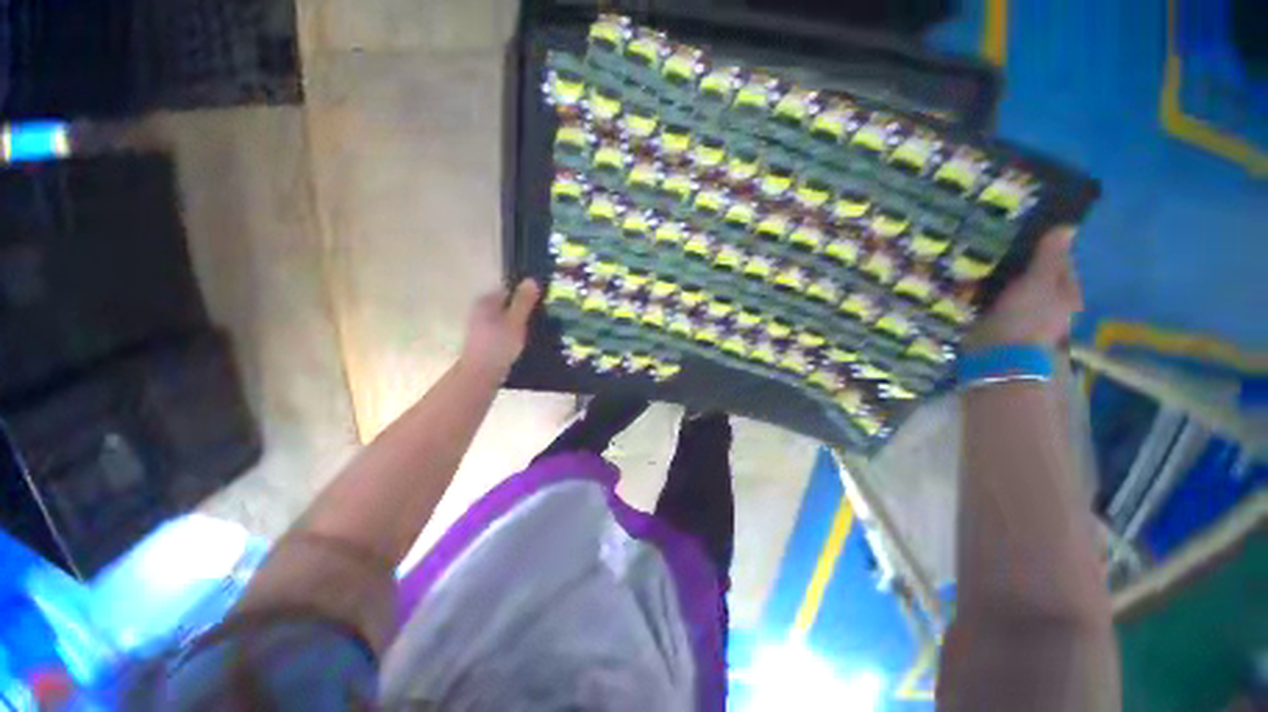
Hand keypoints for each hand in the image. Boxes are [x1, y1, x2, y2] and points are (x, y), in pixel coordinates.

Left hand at [460, 279, 540, 376]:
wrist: (480, 374)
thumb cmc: (499, 345)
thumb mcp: (515, 320)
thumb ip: (523, 301)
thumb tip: (531, 279)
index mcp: (486, 302)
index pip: (509, 291)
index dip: (526, 295)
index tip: (542, 303)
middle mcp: (481, 311)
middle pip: (507, 306)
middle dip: (524, 310)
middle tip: (544, 317)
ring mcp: (481, 328)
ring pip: (506, 320)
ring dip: (520, 323)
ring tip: (539, 330)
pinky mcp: (485, 342)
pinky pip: (504, 332)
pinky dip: (514, 334)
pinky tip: (526, 342)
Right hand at [968, 227, 1081, 349]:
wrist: (997, 357)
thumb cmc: (1025, 318)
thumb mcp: (1039, 282)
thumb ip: (1049, 256)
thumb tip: (1067, 226)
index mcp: (1066, 293)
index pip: (1059, 262)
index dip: (1043, 246)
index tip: (1020, 234)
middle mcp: (1049, 305)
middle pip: (1034, 276)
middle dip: (1017, 264)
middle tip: (994, 248)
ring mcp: (1023, 316)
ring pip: (1011, 289)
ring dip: (998, 279)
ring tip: (977, 264)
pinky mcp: (998, 325)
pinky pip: (991, 302)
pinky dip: (982, 293)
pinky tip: (969, 286)